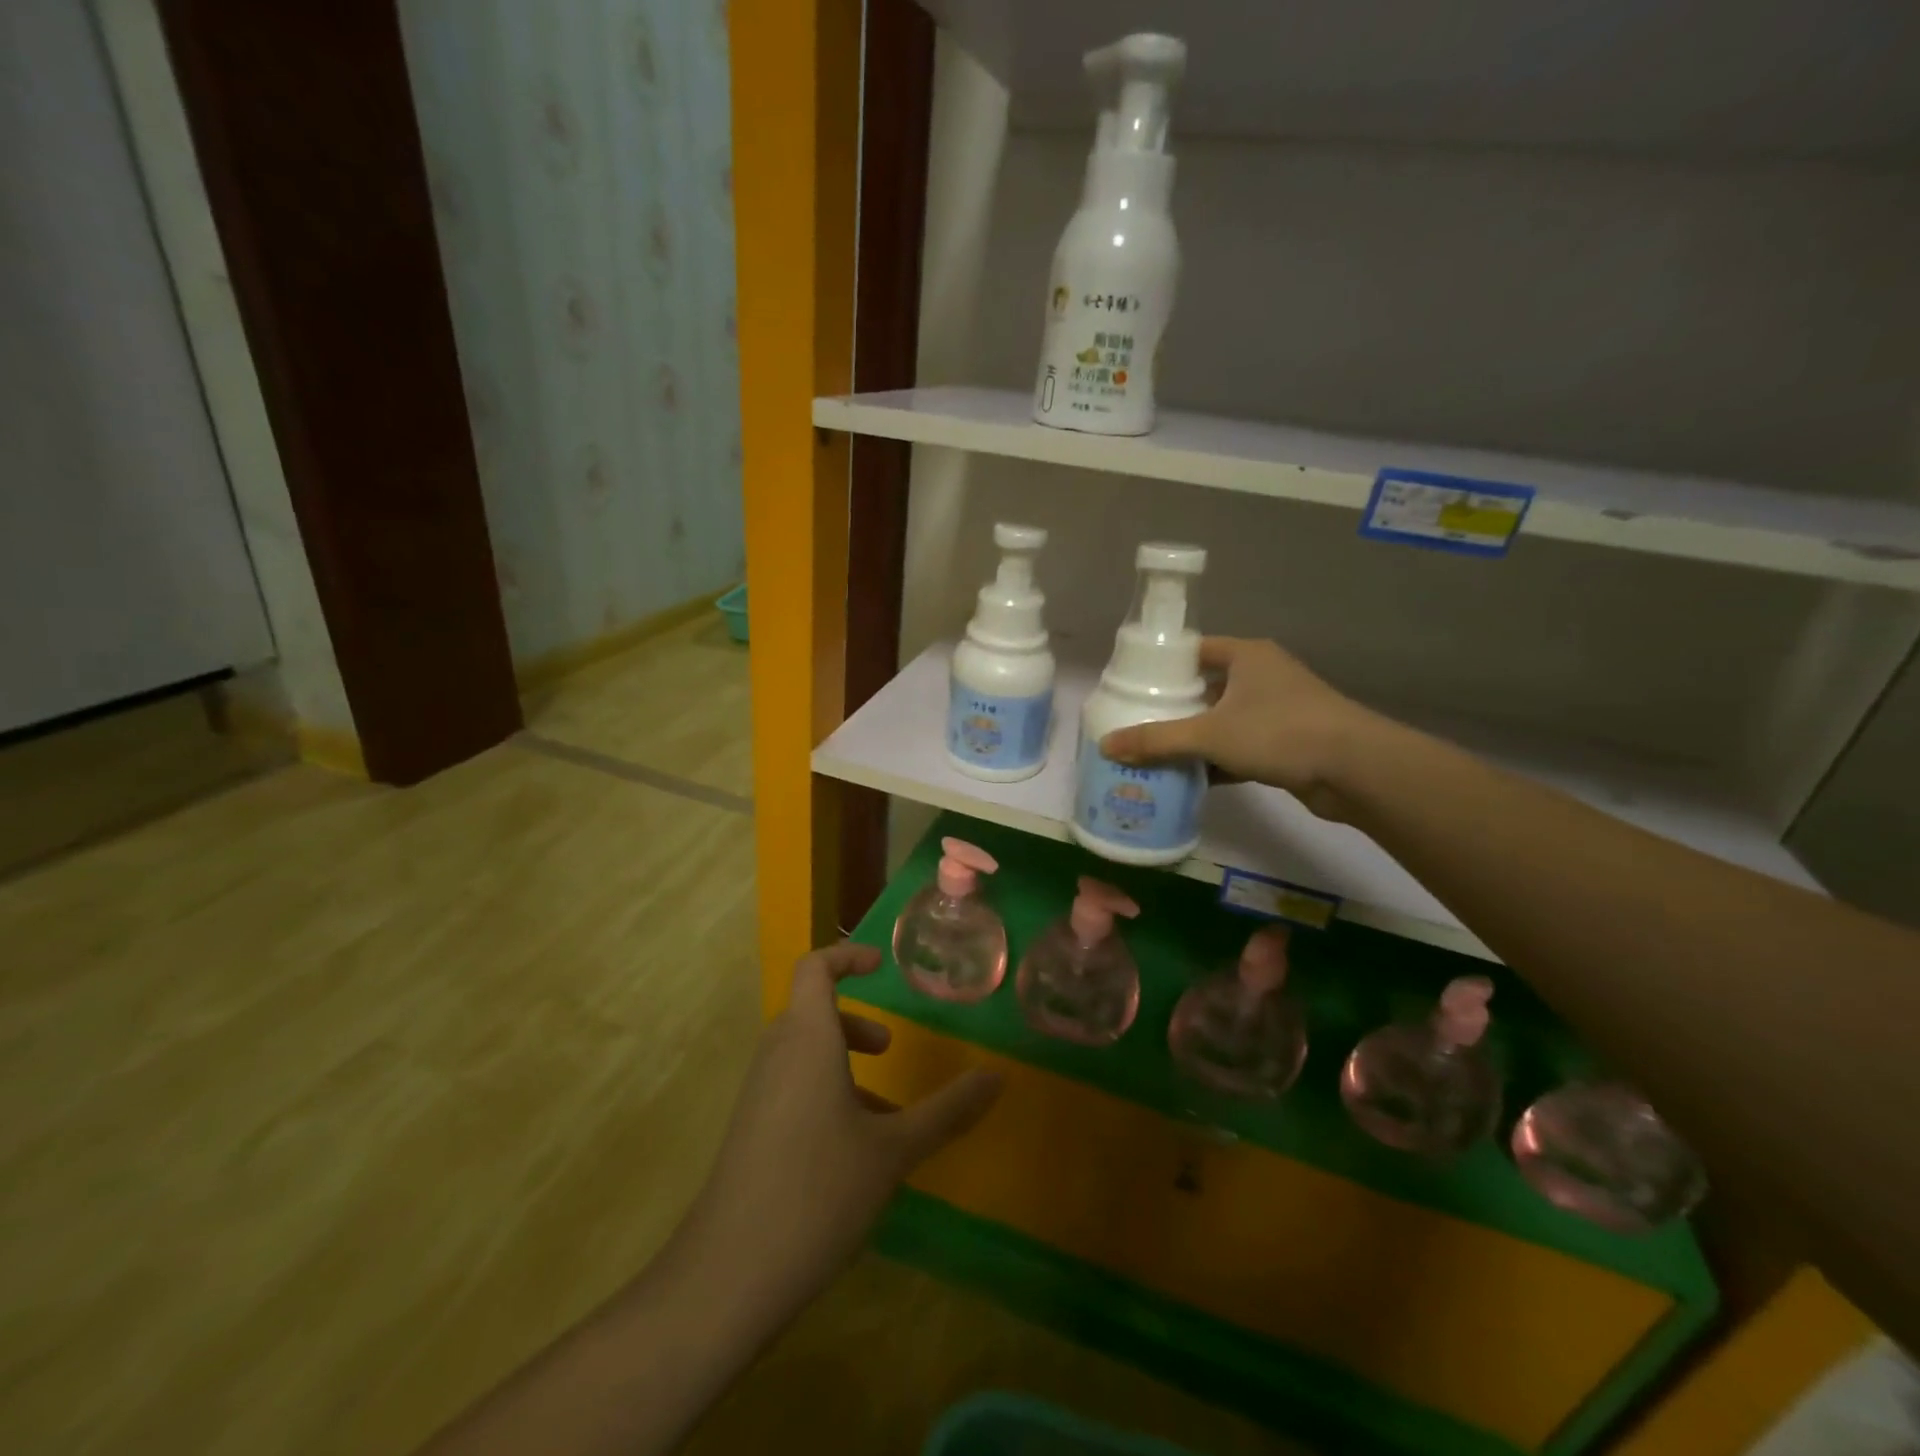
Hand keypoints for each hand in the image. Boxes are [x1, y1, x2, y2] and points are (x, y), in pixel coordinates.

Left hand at [676, 943, 1001, 1326]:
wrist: (727, 1277)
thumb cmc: (818, 1192)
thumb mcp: (894, 1151)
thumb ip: (948, 1111)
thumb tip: (998, 1076)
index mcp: (807, 1040)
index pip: (814, 968)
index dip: (846, 956)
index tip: (880, 966)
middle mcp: (776, 1056)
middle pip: (809, 1012)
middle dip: (852, 1023)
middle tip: (887, 1048)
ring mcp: (756, 1096)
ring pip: (801, 1055)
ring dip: (841, 1065)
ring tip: (882, 1114)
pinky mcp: (748, 1132)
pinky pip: (789, 1090)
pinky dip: (823, 1096)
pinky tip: (851, 1156)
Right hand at [1098, 637, 1374, 820]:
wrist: (1355, 769)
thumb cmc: (1279, 732)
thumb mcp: (1209, 734)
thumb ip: (1156, 740)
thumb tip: (1105, 746)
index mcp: (1246, 656)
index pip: (1193, 651)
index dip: (1161, 666)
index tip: (1131, 686)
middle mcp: (1262, 676)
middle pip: (1205, 688)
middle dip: (1173, 707)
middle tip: (1134, 723)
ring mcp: (1277, 710)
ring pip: (1222, 720)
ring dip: (1194, 737)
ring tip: (1153, 752)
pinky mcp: (1286, 742)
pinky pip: (1239, 746)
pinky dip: (1216, 761)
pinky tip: (1188, 778)